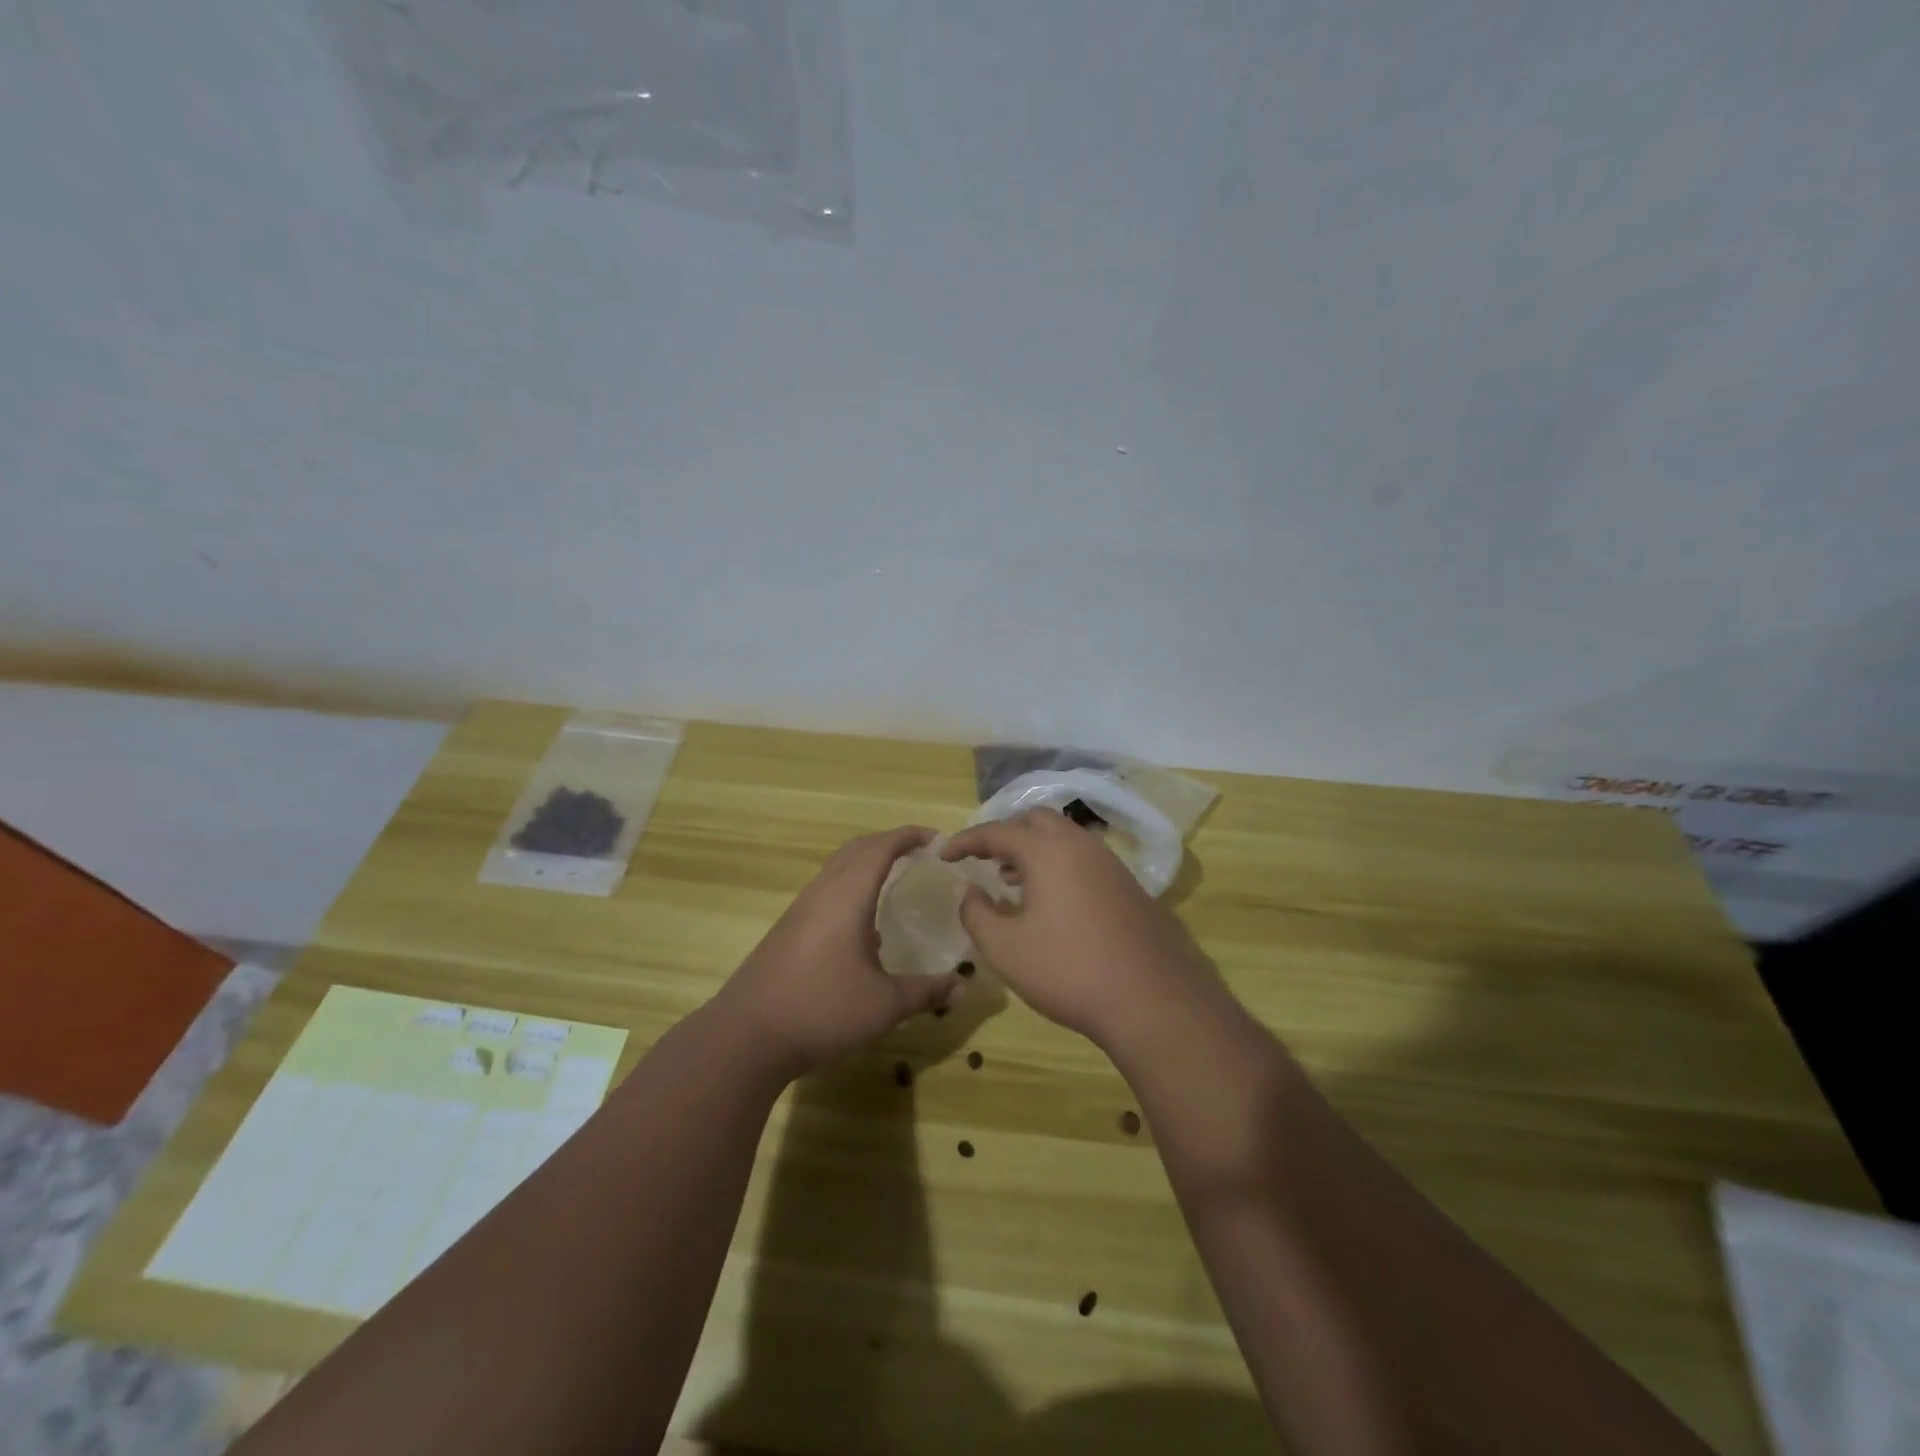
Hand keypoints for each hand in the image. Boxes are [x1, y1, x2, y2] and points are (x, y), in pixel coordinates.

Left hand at [715, 827, 963, 1078]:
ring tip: (894, 880)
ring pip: (837, 869)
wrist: (748, 1035)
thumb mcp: (884, 1004)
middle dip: (889, 842)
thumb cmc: (822, 1009)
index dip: (909, 836)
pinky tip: (863, 927)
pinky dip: (850, 887)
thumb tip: (963, 989)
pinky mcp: (787, 930)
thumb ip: (926, 992)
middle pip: (856, 849)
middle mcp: (822, 892)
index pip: (881, 847)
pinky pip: (825, 891)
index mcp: (847, 896)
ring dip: (866, 863)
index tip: (937, 838)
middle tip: (919, 852)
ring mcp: (800, 910)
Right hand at [941, 810, 1220, 1050]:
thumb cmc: (1068, 970)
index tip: (944, 854)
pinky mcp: (1129, 885)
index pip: (997, 831)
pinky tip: (1052, 900)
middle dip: (1005, 834)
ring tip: (1012, 880)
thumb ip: (976, 913)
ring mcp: (1110, 863)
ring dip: (1034, 849)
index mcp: (1047, 851)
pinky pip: (1084, 858)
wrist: (1153, 999)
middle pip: (1035, 821)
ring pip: (1064, 838)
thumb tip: (968, 890)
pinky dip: (1058, 864)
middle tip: (984, 860)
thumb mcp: (1005, 948)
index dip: (966, 840)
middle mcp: (1080, 845)